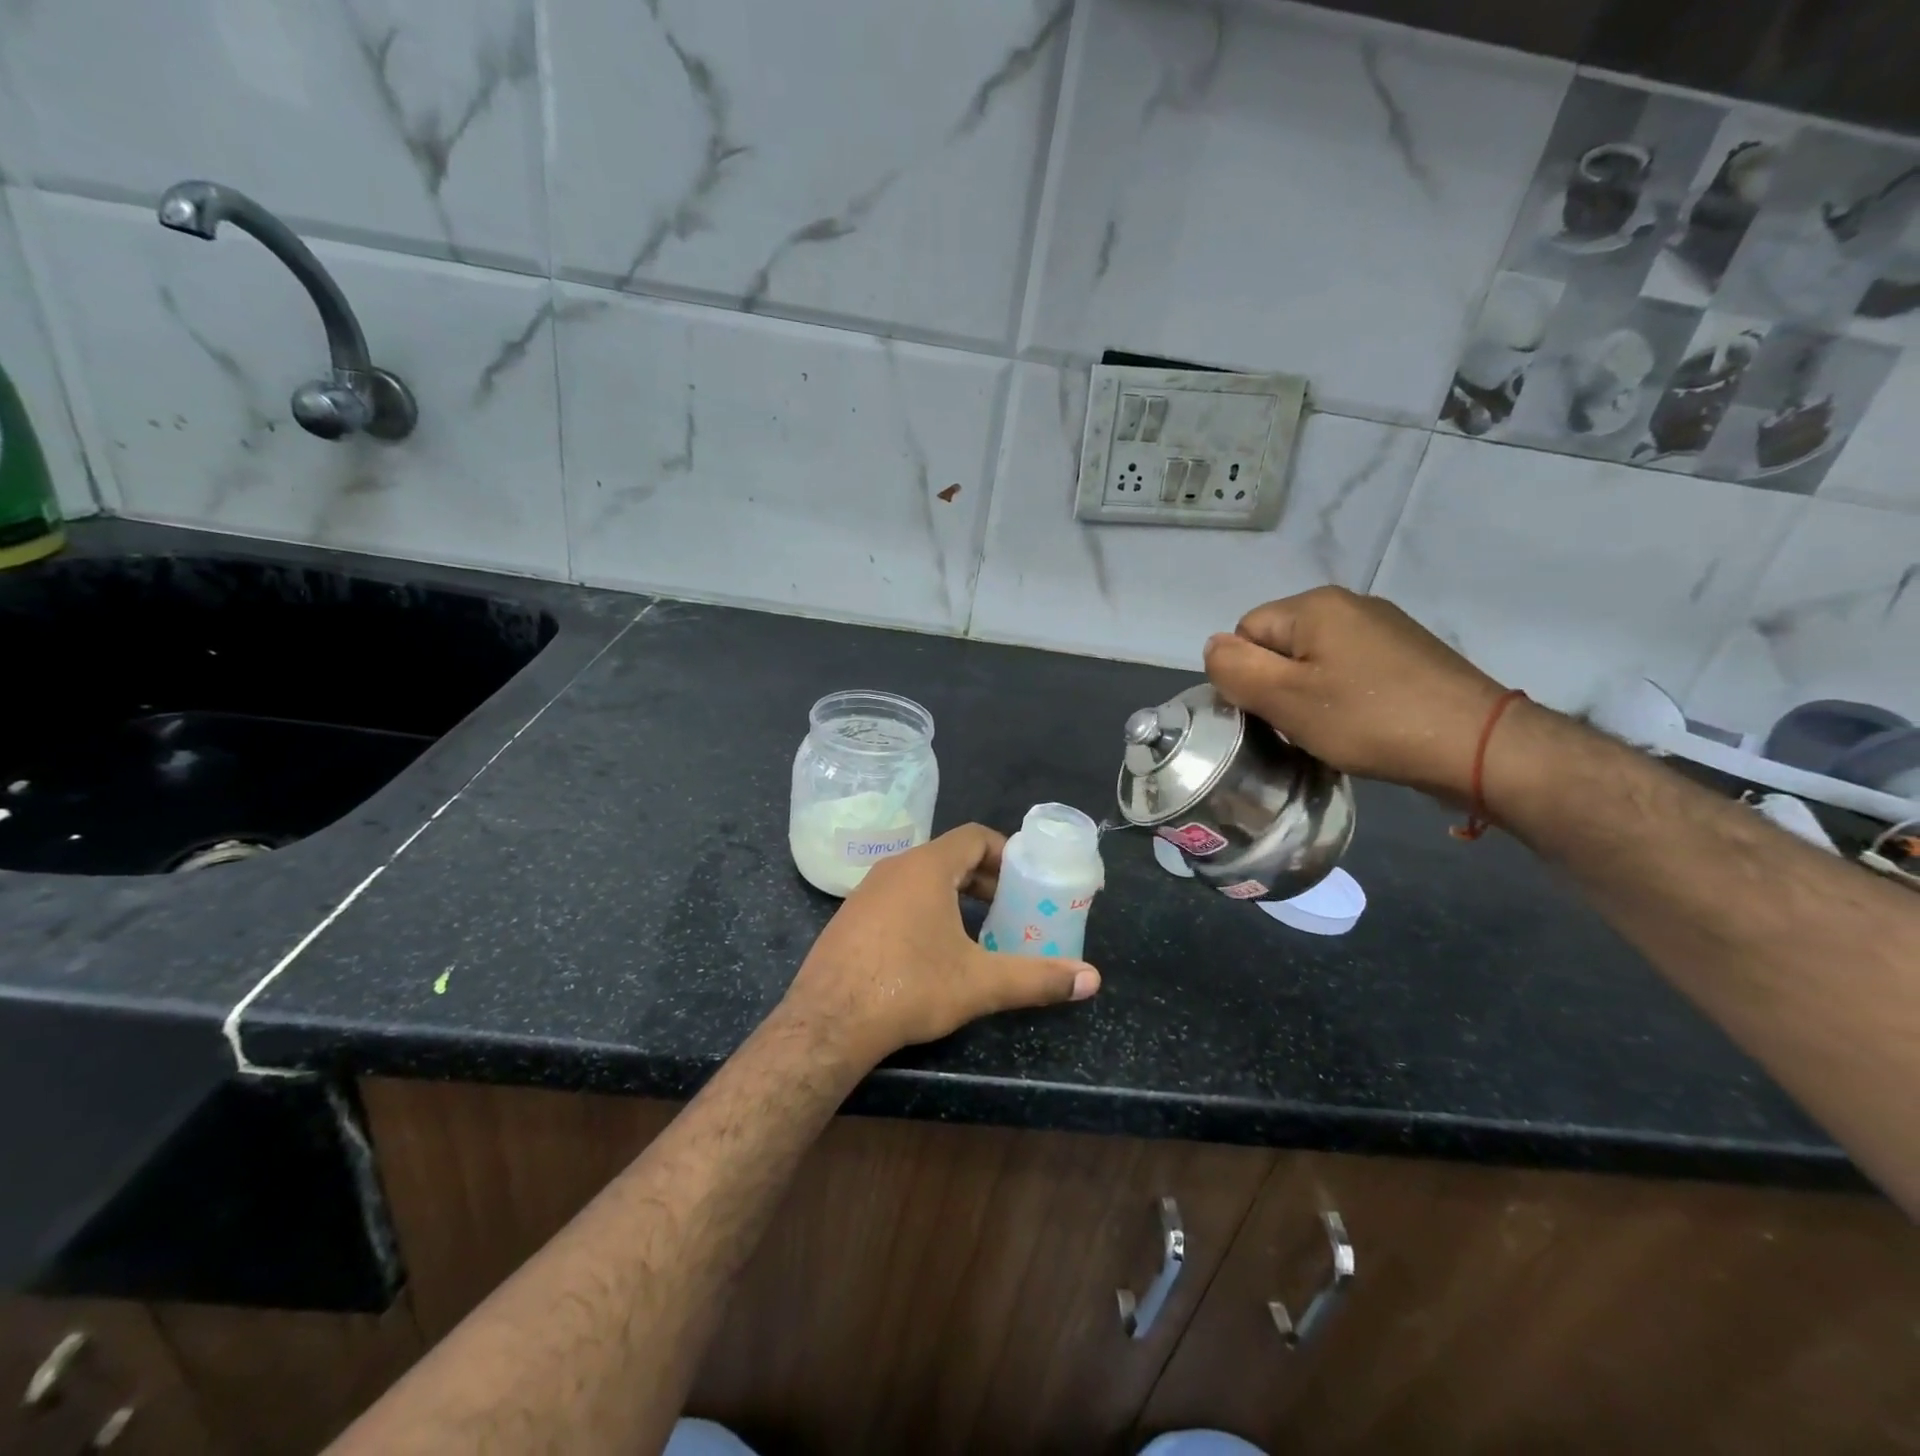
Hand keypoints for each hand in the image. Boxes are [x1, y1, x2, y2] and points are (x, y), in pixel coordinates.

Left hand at [780, 824, 1099, 1066]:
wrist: (828, 1022)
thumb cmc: (909, 987)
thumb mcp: (980, 983)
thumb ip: (1037, 978)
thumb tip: (1092, 980)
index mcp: (927, 868)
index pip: (974, 836)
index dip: (1005, 852)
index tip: (1025, 879)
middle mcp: (894, 868)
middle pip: (949, 856)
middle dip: (984, 878)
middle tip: (1010, 907)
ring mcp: (866, 891)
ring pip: (921, 878)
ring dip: (954, 895)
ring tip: (977, 930)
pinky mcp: (849, 917)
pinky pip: (897, 898)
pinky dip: (923, 909)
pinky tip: (931, 950)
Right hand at [1203, 587, 1509, 802]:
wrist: (1479, 744)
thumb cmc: (1370, 719)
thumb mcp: (1286, 698)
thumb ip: (1236, 669)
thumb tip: (1212, 647)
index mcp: (1314, 605)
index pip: (1245, 632)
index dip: (1247, 675)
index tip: (1270, 712)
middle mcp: (1349, 603)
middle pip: (1280, 643)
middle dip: (1278, 685)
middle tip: (1298, 725)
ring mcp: (1384, 626)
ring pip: (1314, 659)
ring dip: (1310, 694)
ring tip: (1331, 728)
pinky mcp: (1408, 653)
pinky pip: (1349, 668)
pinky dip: (1343, 695)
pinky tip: (1361, 722)